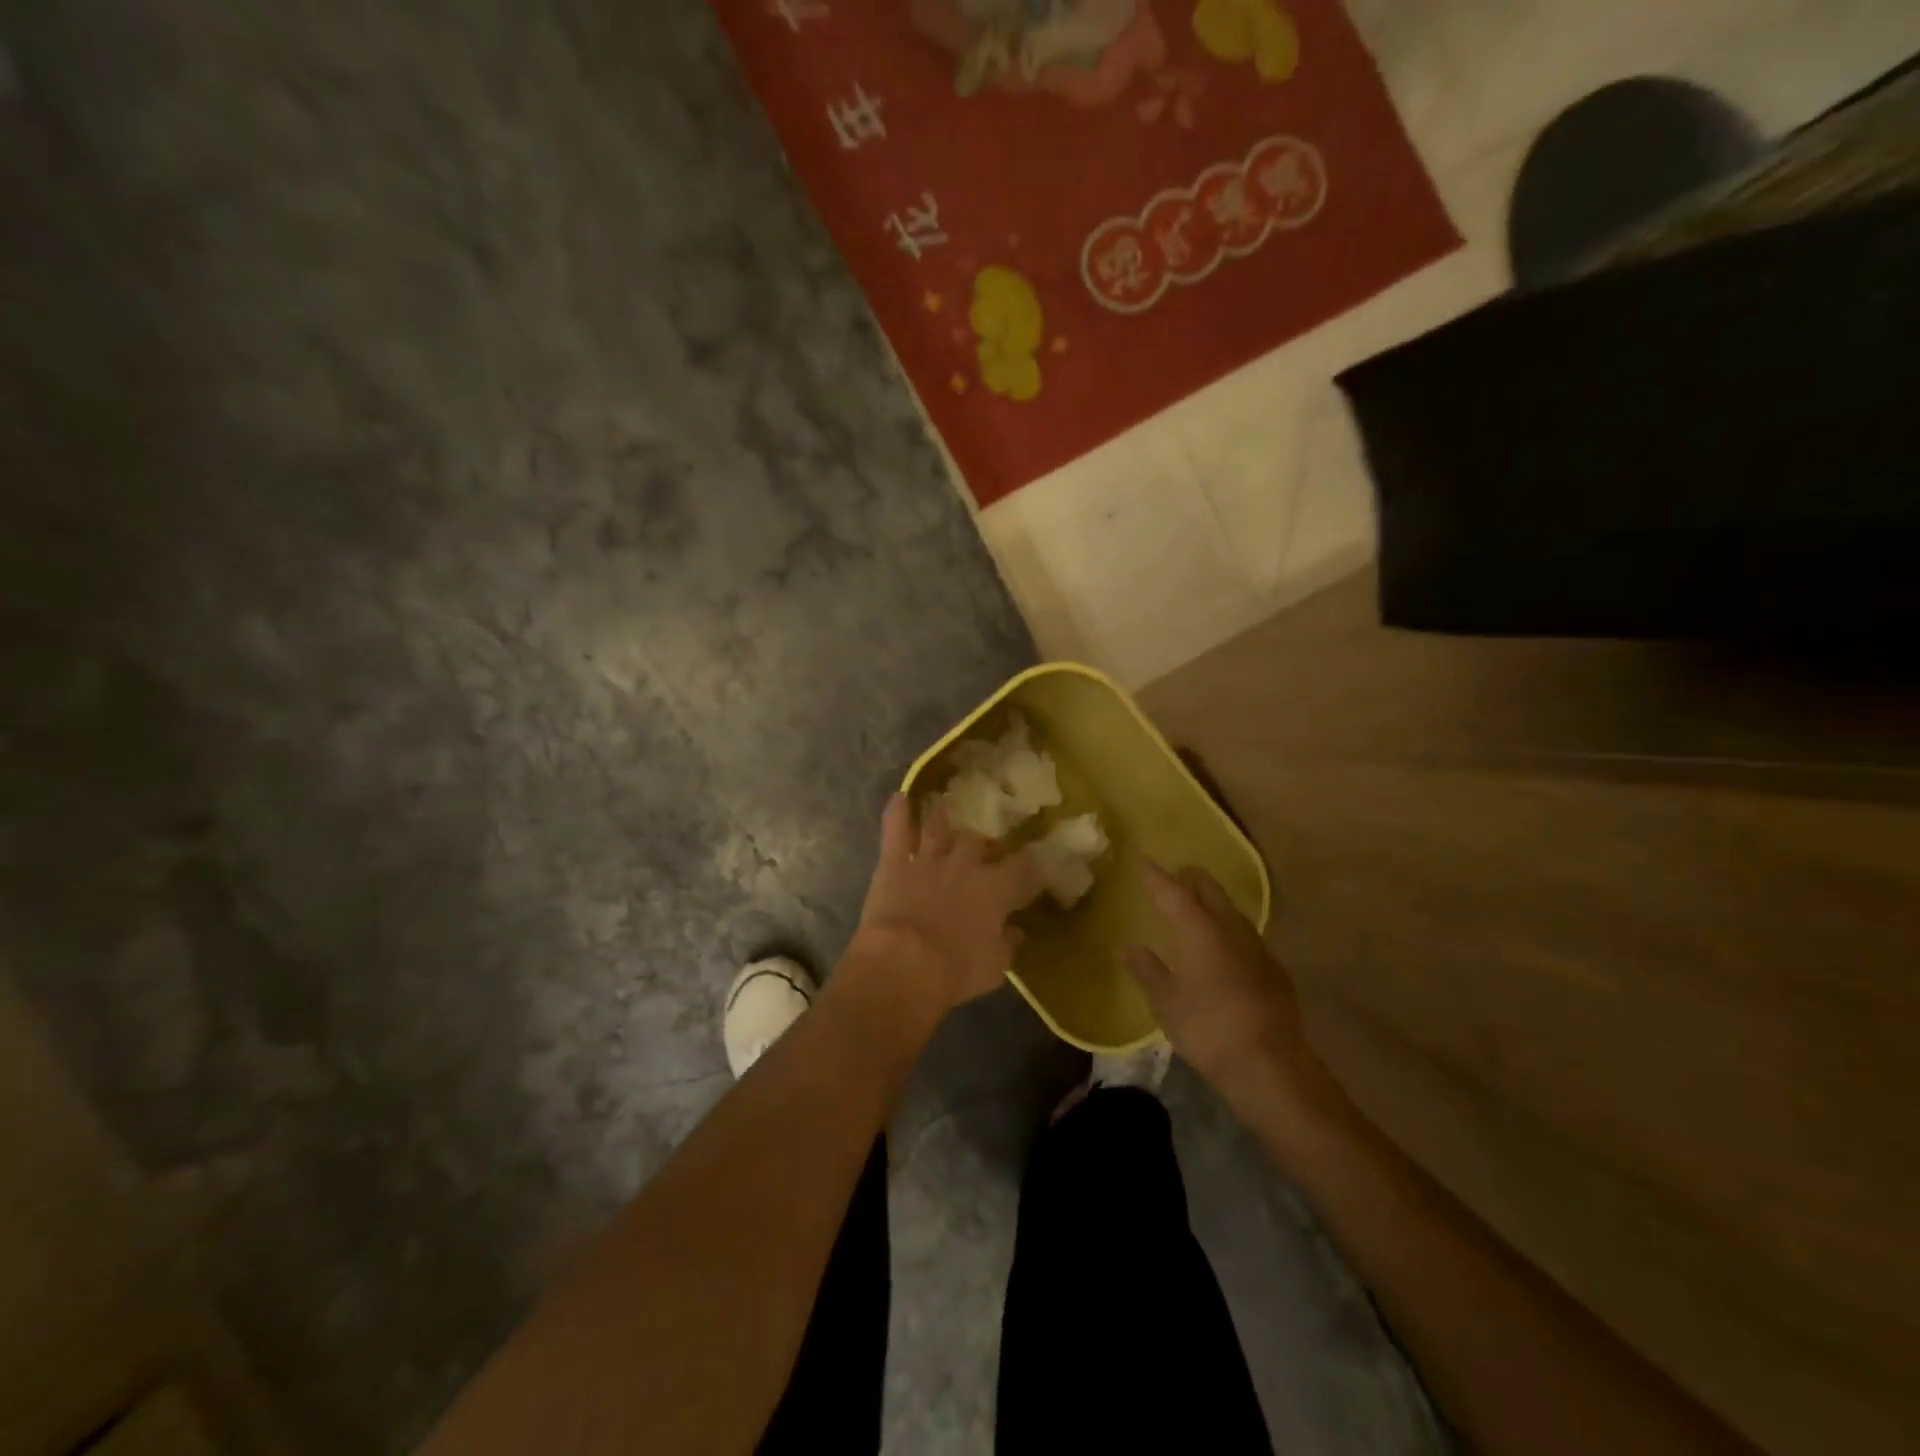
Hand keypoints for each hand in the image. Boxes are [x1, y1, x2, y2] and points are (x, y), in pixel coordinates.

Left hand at [849, 794, 1045, 1013]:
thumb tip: (1015, 931)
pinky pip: (896, 830)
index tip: (1038, 868)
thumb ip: (1006, 944)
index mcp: (996, 889)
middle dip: (984, 844)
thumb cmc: (955, 971)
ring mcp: (929, 859)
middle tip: (984, 848)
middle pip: (980, 842)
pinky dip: (897, 813)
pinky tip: (899, 797)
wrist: (904, 964)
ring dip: (943, 816)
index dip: (1033, 869)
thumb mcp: (994, 967)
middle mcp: (965, 865)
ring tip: (946, 803)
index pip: (1024, 870)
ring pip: (939, 827)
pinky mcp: (895, 862)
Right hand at [1121, 863, 1333, 1114]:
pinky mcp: (1273, 969)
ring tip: (1197, 904)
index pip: (1173, 892)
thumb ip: (1147, 970)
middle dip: (1190, 878)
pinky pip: (1245, 934)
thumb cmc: (1208, 1030)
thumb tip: (1125, 946)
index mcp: (1199, 930)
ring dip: (1213, 901)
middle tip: (1174, 874)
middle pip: (1209, 890)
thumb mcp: (1166, 1002)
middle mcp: (1230, 929)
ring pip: (1231, 909)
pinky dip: (1228, 927)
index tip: (1142, 860)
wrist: (1271, 1066)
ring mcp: (1257, 947)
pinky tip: (1223, 943)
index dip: (1156, 876)